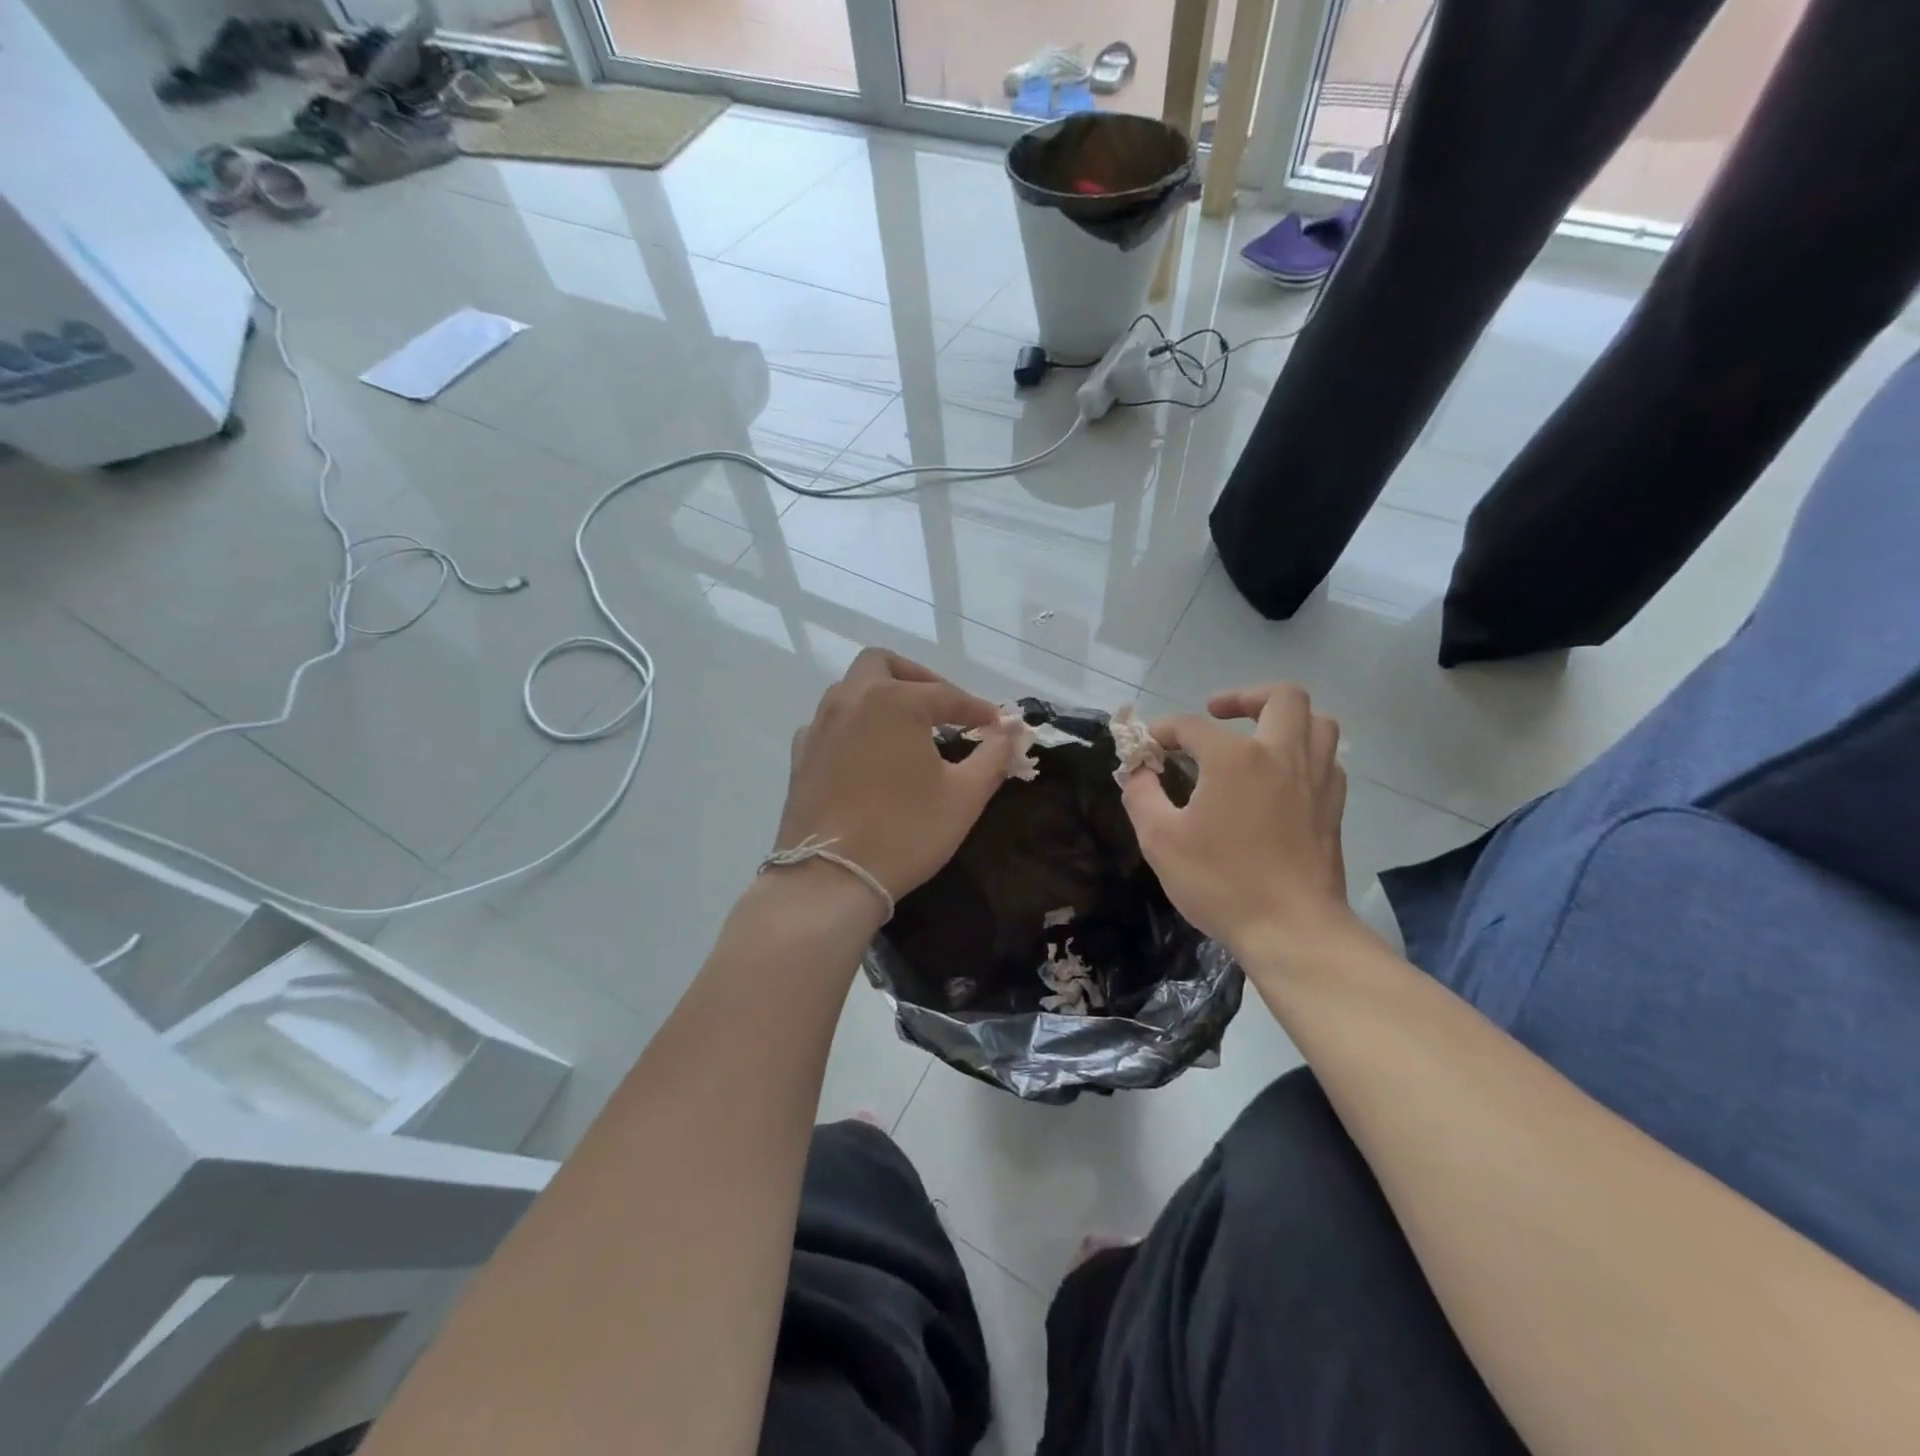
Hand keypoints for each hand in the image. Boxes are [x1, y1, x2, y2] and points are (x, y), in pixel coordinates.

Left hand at [774, 649, 1016, 905]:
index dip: (976, 710)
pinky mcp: (801, 755)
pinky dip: (855, 726)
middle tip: (942, 710)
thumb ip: (993, 756)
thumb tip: (1013, 730)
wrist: (831, 878)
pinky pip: (831, 722)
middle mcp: (851, 701)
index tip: (997, 727)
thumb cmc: (906, 832)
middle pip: (883, 665)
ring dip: (883, 699)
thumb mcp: (964, 796)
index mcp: (893, 702)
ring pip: (852, 690)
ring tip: (909, 732)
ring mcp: (819, 726)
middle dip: (917, 678)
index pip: (945, 695)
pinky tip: (870, 756)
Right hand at [1121, 683, 1352, 956]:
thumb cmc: (1221, 882)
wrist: (1292, 930)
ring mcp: (1316, 780)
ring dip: (1285, 718)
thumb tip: (1137, 770)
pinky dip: (1304, 752)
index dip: (1162, 731)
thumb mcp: (1160, 840)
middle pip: (1281, 696)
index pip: (1191, 726)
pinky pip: (1327, 759)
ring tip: (1256, 736)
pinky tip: (1280, 776)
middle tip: (1217, 713)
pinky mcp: (1333, 807)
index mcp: (1235, 758)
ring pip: (1317, 721)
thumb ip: (1141, 794)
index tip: (1145, 748)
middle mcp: (1282, 755)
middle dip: (1244, 696)